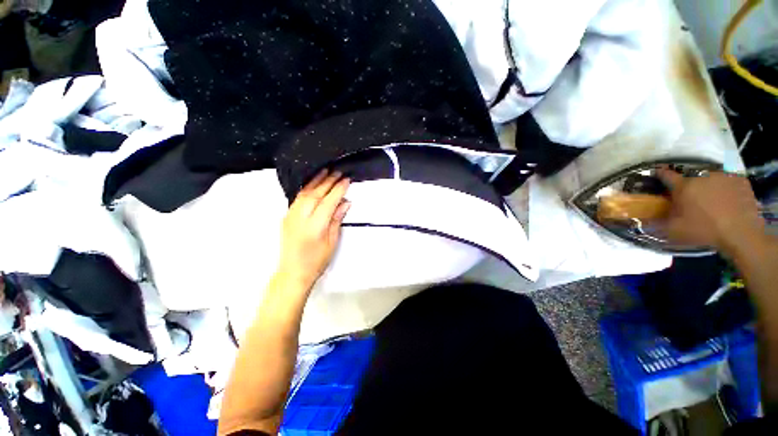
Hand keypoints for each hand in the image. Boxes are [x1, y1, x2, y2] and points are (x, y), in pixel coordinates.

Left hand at [277, 170, 350, 289]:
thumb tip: (344, 203)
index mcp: (315, 227)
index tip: (346, 180)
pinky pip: (297, 198)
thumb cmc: (316, 261)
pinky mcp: (286, 217)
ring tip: (325, 171)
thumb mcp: (332, 242)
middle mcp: (300, 218)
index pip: (328, 201)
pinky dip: (307, 189)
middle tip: (338, 172)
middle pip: (316, 194)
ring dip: (316, 181)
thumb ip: (336, 220)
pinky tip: (313, 184)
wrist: (293, 272)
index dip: (338, 189)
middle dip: (328, 181)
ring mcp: (291, 217)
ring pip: (304, 193)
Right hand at [657, 169, 763, 253]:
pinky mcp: (740, 180)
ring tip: (711, 200)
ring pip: (710, 179)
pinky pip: (728, 181)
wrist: (740, 233)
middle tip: (690, 198)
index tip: (656, 173)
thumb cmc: (704, 230)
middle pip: (690, 178)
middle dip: (688, 186)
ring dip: (707, 186)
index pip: (666, 174)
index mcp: (683, 186)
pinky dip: (726, 188)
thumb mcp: (674, 230)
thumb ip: (656, 223)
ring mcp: (723, 176)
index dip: (659, 173)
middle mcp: (701, 176)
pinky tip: (728, 200)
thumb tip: (640, 220)